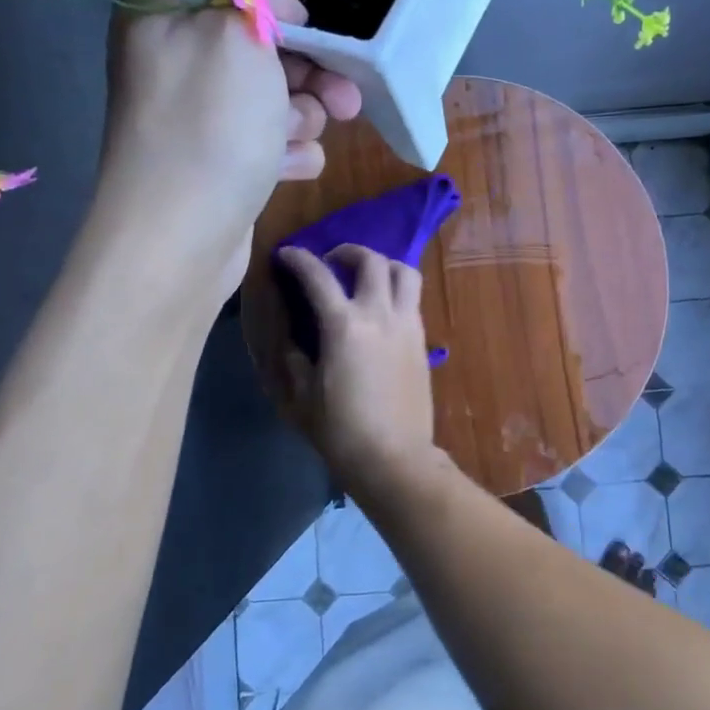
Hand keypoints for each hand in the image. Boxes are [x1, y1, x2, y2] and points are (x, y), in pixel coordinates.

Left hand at [98, 0, 361, 297]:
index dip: (275, 8)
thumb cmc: (209, 126)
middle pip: (263, 51)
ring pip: (277, 100)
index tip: (305, 29)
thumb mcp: (235, 34)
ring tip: (294, 139)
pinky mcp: (222, 163)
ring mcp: (200, 119)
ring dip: (300, 118)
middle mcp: (178, 65)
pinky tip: (287, 170)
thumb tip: (276, 5)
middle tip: (344, 99)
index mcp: (163, 18)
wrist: (181, 237)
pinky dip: (288, 154)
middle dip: (308, 74)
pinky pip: (272, 143)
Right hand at [268, 244, 440, 495]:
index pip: (318, 276)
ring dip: (383, 265)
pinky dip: (397, 291)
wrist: (394, 457)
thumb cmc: (341, 432)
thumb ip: (295, 361)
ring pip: (404, 273)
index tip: (287, 255)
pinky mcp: (422, 341)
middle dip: (347, 252)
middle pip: (371, 261)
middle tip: (332, 262)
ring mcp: (407, 326)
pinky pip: (413, 300)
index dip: (299, 259)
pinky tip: (382, 310)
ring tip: (366, 277)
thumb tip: (294, 341)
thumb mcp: (301, 399)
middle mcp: (379, 315)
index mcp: (344, 326)